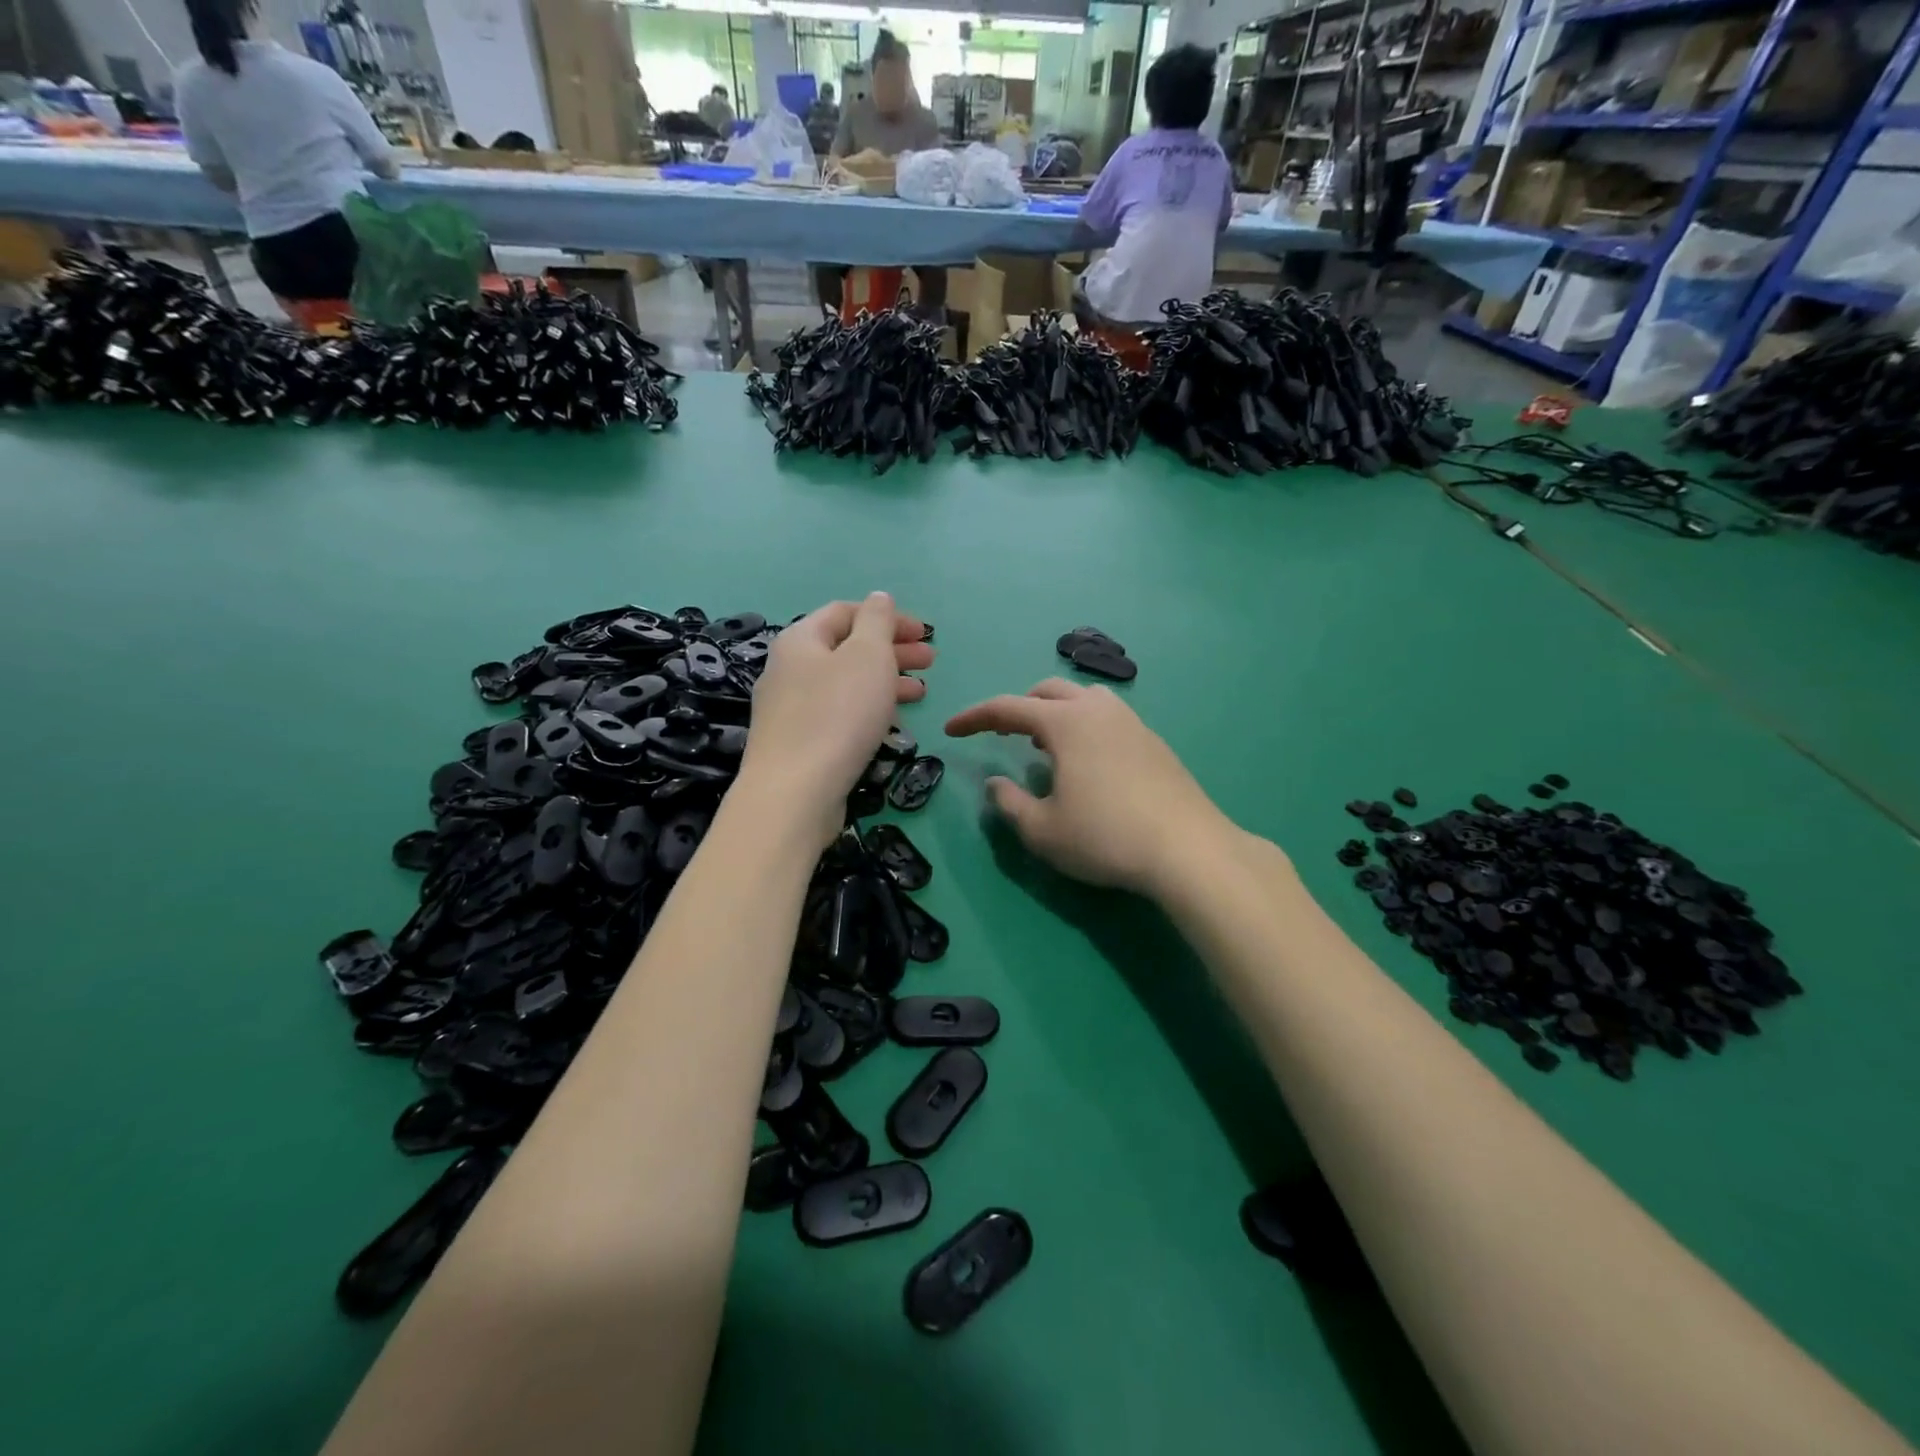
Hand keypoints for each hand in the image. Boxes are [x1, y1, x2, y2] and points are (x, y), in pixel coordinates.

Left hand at [739, 593, 932, 848]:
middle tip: (931, 663)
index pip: (846, 611)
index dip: (888, 617)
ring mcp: (789, 707)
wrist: (795, 793)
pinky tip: (890, 721)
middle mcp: (788, 667)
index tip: (925, 634)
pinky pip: (837, 712)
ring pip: (845, 683)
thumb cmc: (838, 715)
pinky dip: (867, 708)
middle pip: (846, 648)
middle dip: (892, 650)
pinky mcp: (797, 742)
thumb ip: (877, 622)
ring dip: (885, 681)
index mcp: (801, 639)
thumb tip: (879, 598)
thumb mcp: (868, 656)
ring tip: (921, 693)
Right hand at [945, 679, 1237, 897]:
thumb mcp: (1043, 830)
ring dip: (1054, 712)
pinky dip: (1083, 726)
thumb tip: (996, 783)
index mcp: (1065, 722)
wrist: (1187, 848)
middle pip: (1047, 691)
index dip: (974, 717)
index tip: (951, 730)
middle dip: (1017, 708)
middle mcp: (1098, 710)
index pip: (1007, 707)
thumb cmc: (1105, 837)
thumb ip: (1010, 803)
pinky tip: (1087, 761)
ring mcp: (1131, 722)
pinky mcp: (1153, 741)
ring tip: (1044, 744)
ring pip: (1083, 698)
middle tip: (1001, 735)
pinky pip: (1107, 717)